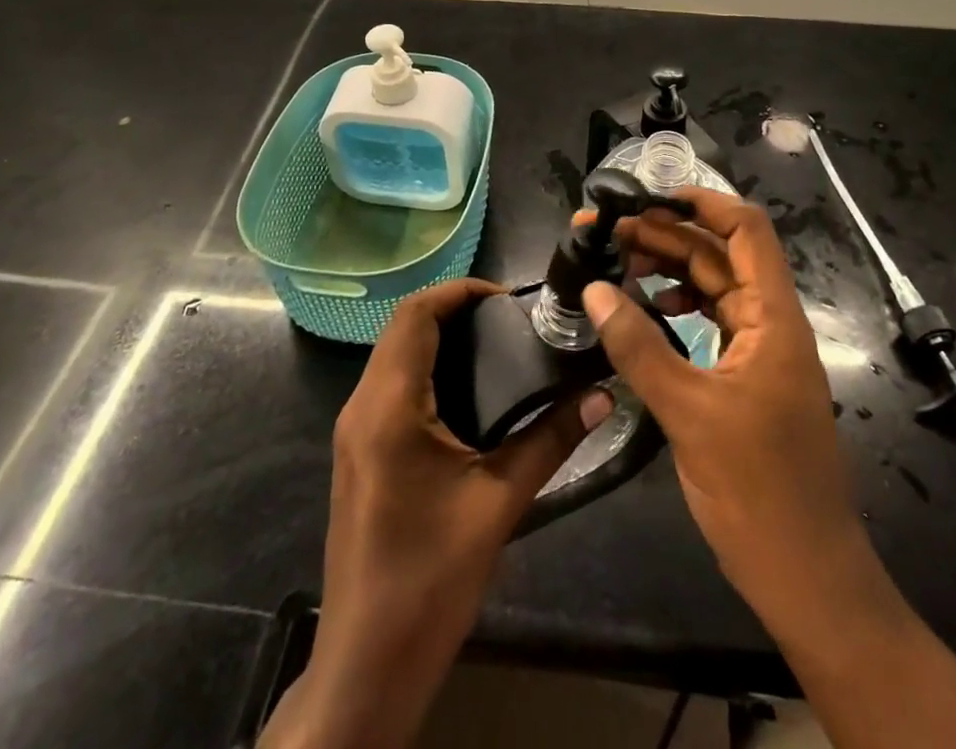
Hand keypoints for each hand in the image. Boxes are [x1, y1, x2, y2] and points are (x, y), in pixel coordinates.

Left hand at [262, 278, 610, 748]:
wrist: (368, 664)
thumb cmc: (430, 578)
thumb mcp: (498, 503)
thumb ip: (550, 440)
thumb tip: (602, 394)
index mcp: (389, 406)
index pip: (415, 315)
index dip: (459, 291)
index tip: (507, 297)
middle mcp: (362, 406)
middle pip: (402, 328)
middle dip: (453, 310)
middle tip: (509, 319)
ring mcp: (354, 430)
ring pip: (393, 355)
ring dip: (438, 337)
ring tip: (496, 344)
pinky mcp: (359, 451)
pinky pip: (390, 385)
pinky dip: (426, 367)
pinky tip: (468, 391)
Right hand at [582, 190, 877, 628]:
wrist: (808, 577)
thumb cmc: (757, 490)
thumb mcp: (688, 413)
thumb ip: (638, 346)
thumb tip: (594, 288)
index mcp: (773, 318)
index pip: (746, 230)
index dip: (701, 202)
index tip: (647, 196)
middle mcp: (772, 323)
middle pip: (720, 256)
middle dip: (666, 236)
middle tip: (606, 232)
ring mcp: (761, 352)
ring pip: (714, 288)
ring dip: (669, 270)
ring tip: (616, 263)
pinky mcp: (748, 379)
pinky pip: (712, 323)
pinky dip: (678, 309)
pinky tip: (646, 312)